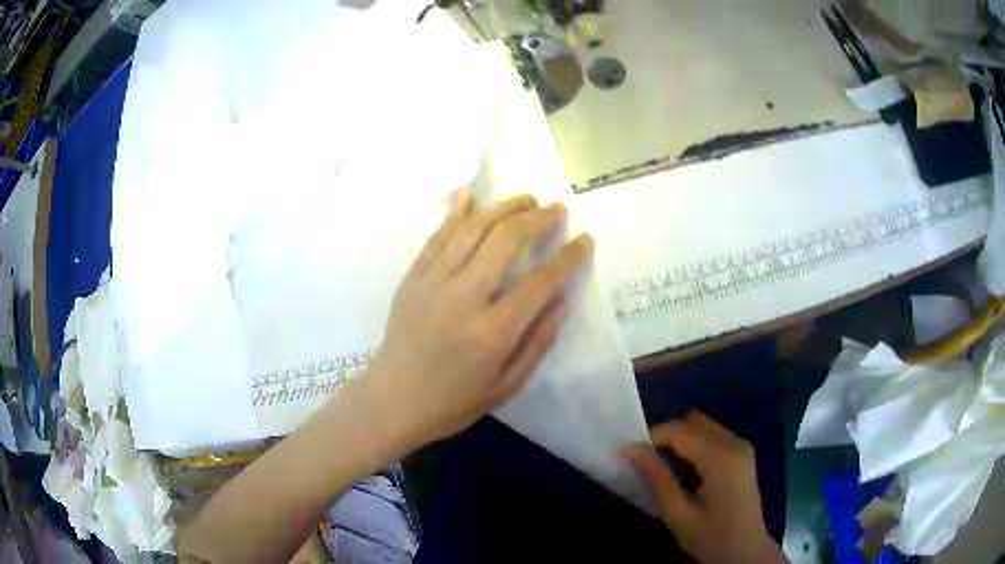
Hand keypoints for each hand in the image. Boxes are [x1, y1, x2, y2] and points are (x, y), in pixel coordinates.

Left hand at [366, 190, 592, 447]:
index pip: (541, 282)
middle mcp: (463, 298)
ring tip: (526, 199)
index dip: (568, 257)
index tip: (584, 239)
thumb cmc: (453, 402)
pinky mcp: (412, 278)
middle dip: (537, 218)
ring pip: (472, 229)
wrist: (392, 400)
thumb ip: (538, 341)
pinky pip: (438, 236)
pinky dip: (456, 212)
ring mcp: (433, 283)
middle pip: (506, 240)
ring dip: (503, 207)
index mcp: (492, 333)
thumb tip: (563, 300)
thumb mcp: (506, 385)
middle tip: (556, 210)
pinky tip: (470, 194)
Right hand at [622, 412, 785, 563]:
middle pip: (693, 422)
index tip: (629, 455)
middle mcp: (735, 443)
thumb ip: (657, 478)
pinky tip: (685, 472)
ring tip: (663, 468)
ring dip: (680, 440)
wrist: (746, 552)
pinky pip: (713, 437)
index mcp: (721, 458)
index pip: (680, 431)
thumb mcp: (678, 513)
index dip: (651, 438)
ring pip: (703, 427)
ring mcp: (742, 447)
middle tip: (647, 462)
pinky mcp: (743, 455)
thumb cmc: (711, 538)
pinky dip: (694, 446)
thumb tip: (630, 450)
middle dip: (666, 436)